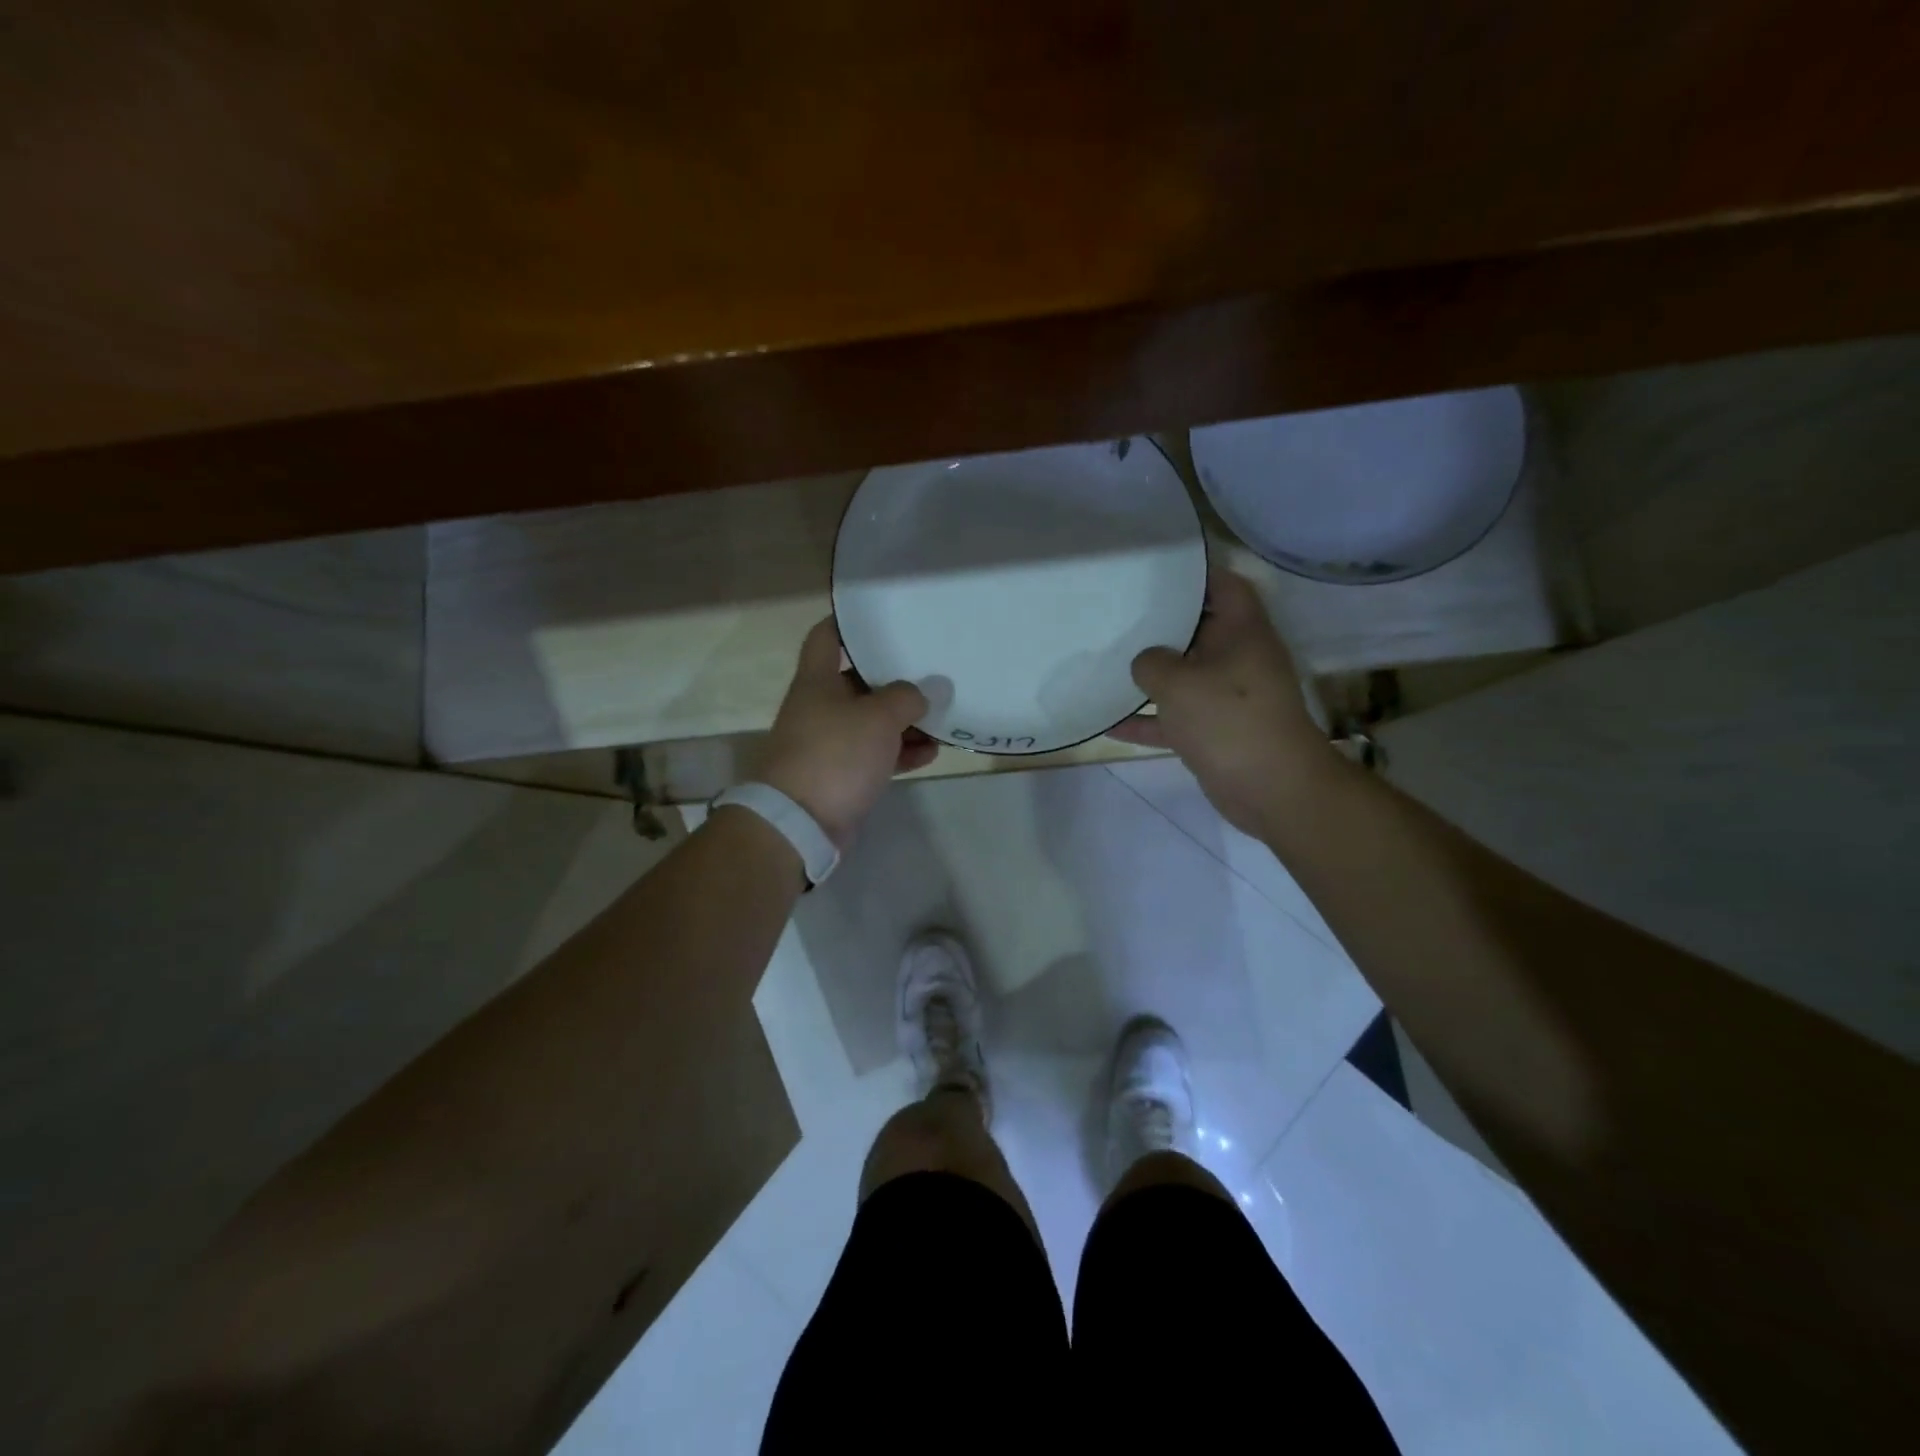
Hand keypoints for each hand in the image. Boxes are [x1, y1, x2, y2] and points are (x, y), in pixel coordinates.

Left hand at [757, 617, 938, 846]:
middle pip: (860, 682)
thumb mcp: (878, 717)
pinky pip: (877, 754)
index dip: (849, 623)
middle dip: (896, 678)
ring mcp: (831, 742)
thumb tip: (930, 690)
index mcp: (818, 681)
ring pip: (873, 722)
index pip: (826, 637)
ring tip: (943, 716)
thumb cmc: (835, 754)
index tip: (882, 617)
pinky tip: (932, 751)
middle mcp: (821, 707)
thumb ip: (908, 698)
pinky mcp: (842, 774)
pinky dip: (901, 751)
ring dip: (906, 720)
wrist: (800, 822)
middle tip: (933, 669)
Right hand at [1108, 564, 1330, 835]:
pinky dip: (1147, 720)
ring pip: (1184, 675)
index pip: (1224, 585)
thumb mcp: (1179, 683)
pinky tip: (1108, 724)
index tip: (1158, 569)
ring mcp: (1227, 696)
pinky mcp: (1215, 730)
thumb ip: (1152, 663)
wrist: (1272, 788)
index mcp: (1242, 632)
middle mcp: (1238, 658)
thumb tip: (1145, 661)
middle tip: (1121, 612)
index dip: (1197, 573)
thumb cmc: (1229, 720)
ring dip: (1150, 675)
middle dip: (1161, 624)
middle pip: (1198, 629)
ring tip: (1109, 661)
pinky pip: (1175, 717)